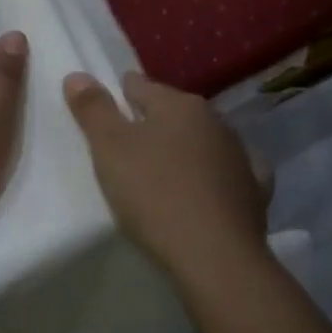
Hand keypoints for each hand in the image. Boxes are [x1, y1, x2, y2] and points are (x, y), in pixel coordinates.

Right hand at [62, 71, 268, 275]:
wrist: (216, 257)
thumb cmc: (155, 194)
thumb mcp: (109, 149)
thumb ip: (93, 109)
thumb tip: (77, 75)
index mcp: (178, 104)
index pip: (140, 86)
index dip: (118, 95)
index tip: (104, 112)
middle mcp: (214, 121)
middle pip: (173, 112)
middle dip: (151, 123)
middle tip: (126, 147)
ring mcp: (240, 156)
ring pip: (202, 141)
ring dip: (183, 149)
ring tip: (161, 171)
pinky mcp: (254, 191)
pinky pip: (230, 174)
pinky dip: (216, 176)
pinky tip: (208, 189)